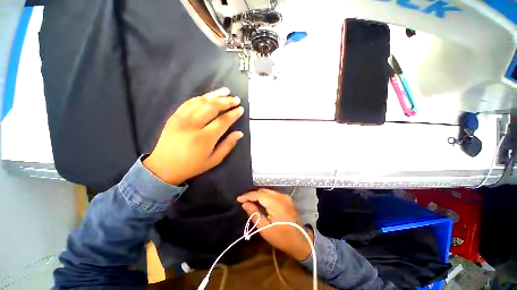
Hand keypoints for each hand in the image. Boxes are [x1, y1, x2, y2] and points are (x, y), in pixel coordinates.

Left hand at [143, 88, 243, 184]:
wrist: (163, 167)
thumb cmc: (192, 166)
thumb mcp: (214, 160)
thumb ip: (228, 145)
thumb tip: (239, 133)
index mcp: (204, 139)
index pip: (223, 121)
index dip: (233, 114)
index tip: (241, 109)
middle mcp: (192, 125)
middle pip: (212, 107)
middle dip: (226, 101)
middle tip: (236, 99)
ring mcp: (181, 119)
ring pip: (201, 101)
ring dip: (215, 95)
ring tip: (226, 91)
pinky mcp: (174, 116)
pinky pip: (189, 102)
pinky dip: (201, 97)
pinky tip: (209, 96)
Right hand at [237, 189, 313, 260]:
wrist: (301, 241)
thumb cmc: (282, 238)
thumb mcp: (265, 229)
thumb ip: (254, 214)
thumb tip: (245, 204)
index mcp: (277, 204)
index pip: (259, 194)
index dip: (248, 195)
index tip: (238, 199)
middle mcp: (282, 197)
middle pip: (264, 191)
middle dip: (252, 195)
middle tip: (243, 201)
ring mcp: (285, 197)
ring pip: (268, 191)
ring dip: (258, 195)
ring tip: (249, 201)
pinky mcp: (287, 199)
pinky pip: (273, 194)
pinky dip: (265, 196)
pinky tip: (260, 202)